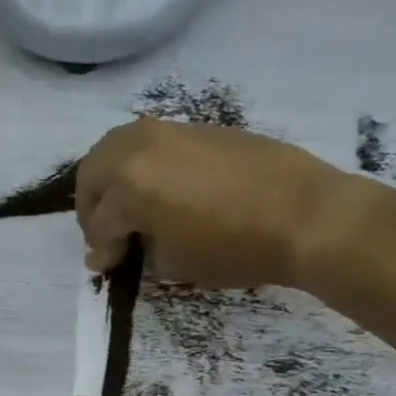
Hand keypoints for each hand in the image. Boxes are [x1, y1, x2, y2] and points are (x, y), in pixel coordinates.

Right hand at [74, 117, 358, 288]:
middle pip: (94, 172)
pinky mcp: (197, 127)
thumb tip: (129, 247)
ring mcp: (169, 130)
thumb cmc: (234, 249)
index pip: (100, 224)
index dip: (100, 251)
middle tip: (107, 234)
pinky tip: (160, 190)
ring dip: (112, 179)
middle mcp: (140, 148)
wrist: (302, 215)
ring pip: (118, 147)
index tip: (103, 268)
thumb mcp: (176, 264)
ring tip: (128, 208)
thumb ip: (142, 252)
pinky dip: (142, 165)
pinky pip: (152, 143)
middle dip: (92, 206)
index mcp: (129, 185)